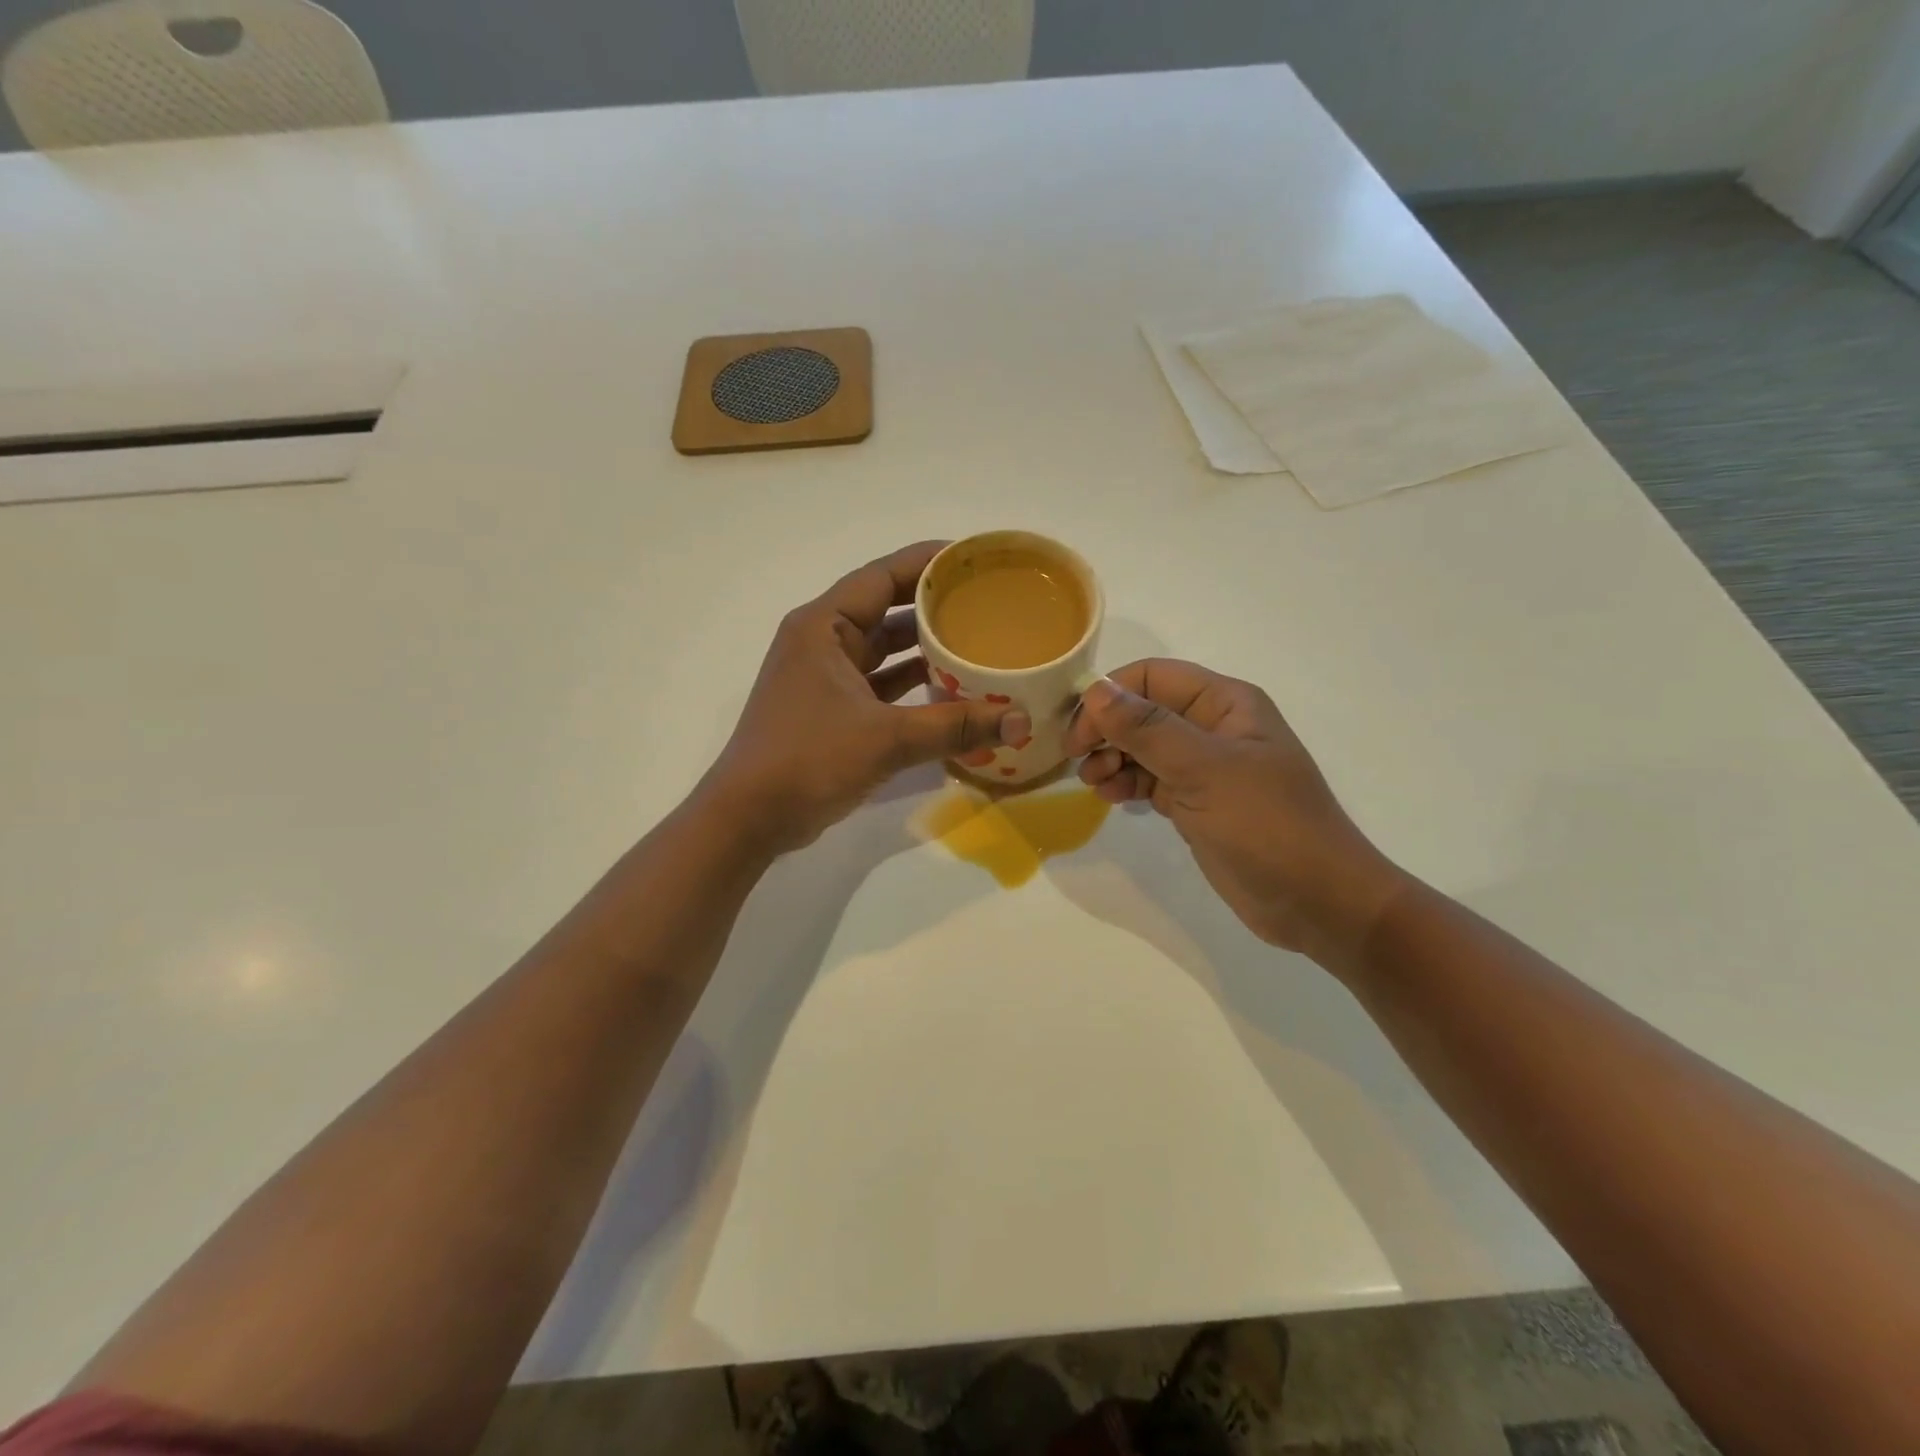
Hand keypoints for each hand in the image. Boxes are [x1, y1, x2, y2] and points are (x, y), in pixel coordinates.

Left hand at [700, 541, 1029, 854]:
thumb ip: (954, 726)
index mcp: (824, 625)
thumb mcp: (886, 738)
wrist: (749, 817)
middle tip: (986, 603)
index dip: (928, 563)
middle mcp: (821, 641)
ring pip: (883, 650)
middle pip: (885, 609)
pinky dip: (911, 684)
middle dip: (933, 606)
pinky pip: (879, 684)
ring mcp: (824, 677)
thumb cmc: (808, 759)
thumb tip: (1019, 721)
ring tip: (978, 642)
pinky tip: (951, 690)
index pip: (883, 576)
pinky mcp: (830, 709)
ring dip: (924, 648)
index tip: (974, 559)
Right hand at [1066, 659, 1406, 969]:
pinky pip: (1150, 780)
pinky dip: (1126, 784)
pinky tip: (1111, 798)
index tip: (1078, 730)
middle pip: (1142, 711)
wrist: (1317, 902)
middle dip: (1107, 729)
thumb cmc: (1267, 825)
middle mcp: (1213, 727)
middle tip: (1078, 760)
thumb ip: (1148, 730)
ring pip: (1142, 747)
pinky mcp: (1195, 803)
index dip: (1110, 695)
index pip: (1152, 677)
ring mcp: (1204, 768)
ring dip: (1112, 757)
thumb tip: (1095, 690)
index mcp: (1225, 703)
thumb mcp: (1205, 771)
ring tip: (1096, 783)